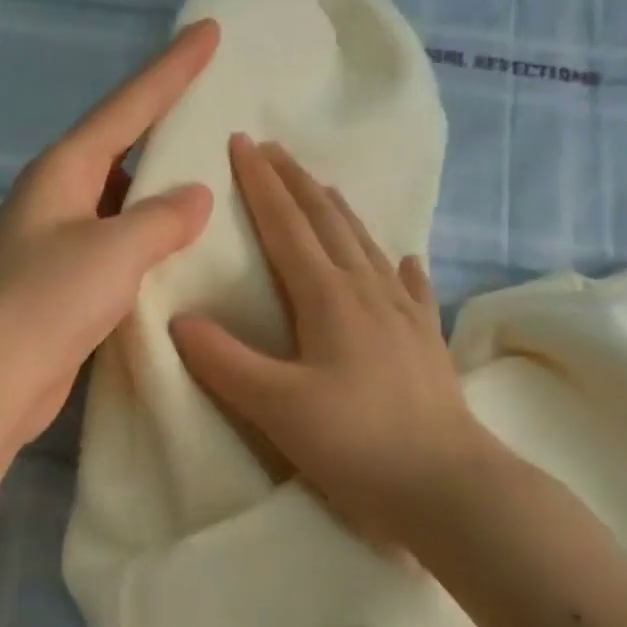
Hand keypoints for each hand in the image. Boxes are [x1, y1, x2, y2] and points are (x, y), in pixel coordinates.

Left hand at [0, 21, 219, 448]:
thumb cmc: (45, 304)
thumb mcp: (113, 251)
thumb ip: (161, 218)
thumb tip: (193, 197)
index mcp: (62, 171)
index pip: (126, 108)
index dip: (170, 70)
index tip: (209, 30)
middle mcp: (55, 199)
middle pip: (120, 150)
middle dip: (165, 130)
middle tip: (218, 112)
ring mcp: (56, 245)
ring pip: (120, 204)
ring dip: (159, 195)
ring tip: (215, 183)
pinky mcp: (63, 287)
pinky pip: (117, 248)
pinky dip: (149, 244)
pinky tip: (182, 252)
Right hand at [171, 135, 497, 547]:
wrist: (447, 485)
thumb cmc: (355, 443)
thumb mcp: (275, 407)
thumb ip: (223, 361)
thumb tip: (180, 320)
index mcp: (328, 298)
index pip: (286, 226)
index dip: (261, 184)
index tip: (242, 141)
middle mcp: (368, 292)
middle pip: (328, 222)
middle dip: (297, 182)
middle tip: (274, 148)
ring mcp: (404, 314)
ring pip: (366, 246)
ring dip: (339, 212)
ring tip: (323, 187)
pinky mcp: (425, 342)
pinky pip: (410, 287)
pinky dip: (398, 265)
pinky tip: (404, 257)